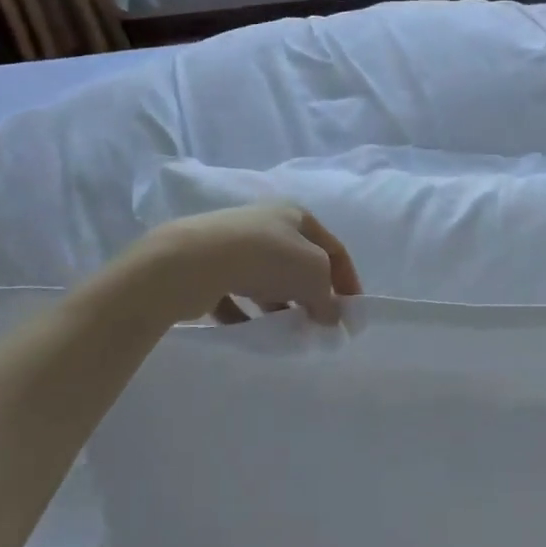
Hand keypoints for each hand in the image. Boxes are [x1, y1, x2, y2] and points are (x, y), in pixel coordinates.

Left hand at [116, 202, 361, 325]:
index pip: (333, 248)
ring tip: (286, 330)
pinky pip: (233, 295)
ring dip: (279, 304)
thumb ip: (328, 297)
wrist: (193, 261)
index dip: (348, 280)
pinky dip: (244, 313)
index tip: (352, 313)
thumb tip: (331, 317)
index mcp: (296, 215)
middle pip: (299, 262)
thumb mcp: (314, 274)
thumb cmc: (267, 258)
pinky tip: (250, 330)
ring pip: (266, 279)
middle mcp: (266, 223)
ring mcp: (233, 244)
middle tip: (318, 324)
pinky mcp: (207, 267)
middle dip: (312, 294)